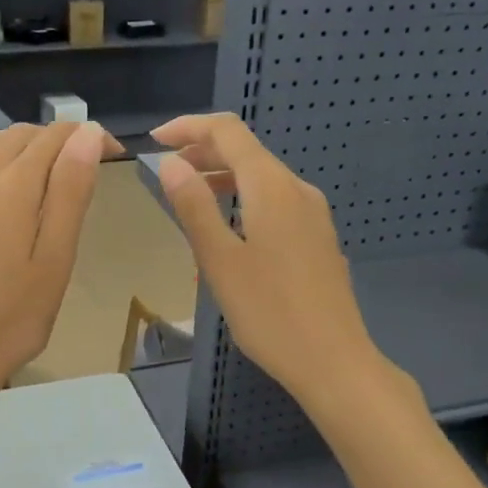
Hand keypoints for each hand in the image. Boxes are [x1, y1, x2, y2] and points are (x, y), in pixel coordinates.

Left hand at [0, 120, 114, 403]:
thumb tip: (87, 134)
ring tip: (41, 168)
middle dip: (55, 139)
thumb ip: (71, 191)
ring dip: (15, 145)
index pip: (55, 138)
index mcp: (12, 186)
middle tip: (83, 166)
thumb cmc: (17, 315)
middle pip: (18, 137)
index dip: (88, 137)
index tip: (114, 154)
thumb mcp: (56, 256)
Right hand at [152, 113, 389, 407]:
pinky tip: (227, 230)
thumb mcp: (220, 261)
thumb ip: (194, 207)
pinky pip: (275, 203)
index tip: (154, 140)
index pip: (228, 132)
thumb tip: (170, 163)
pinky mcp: (318, 239)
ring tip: (188, 198)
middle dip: (203, 152)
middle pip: (247, 152)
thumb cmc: (269, 313)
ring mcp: (313, 215)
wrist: (333, 360)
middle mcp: (297, 190)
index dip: (189, 127)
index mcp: (272, 187)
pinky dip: (243, 200)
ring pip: (262, 179)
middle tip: (165, 171)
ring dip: (222, 178)